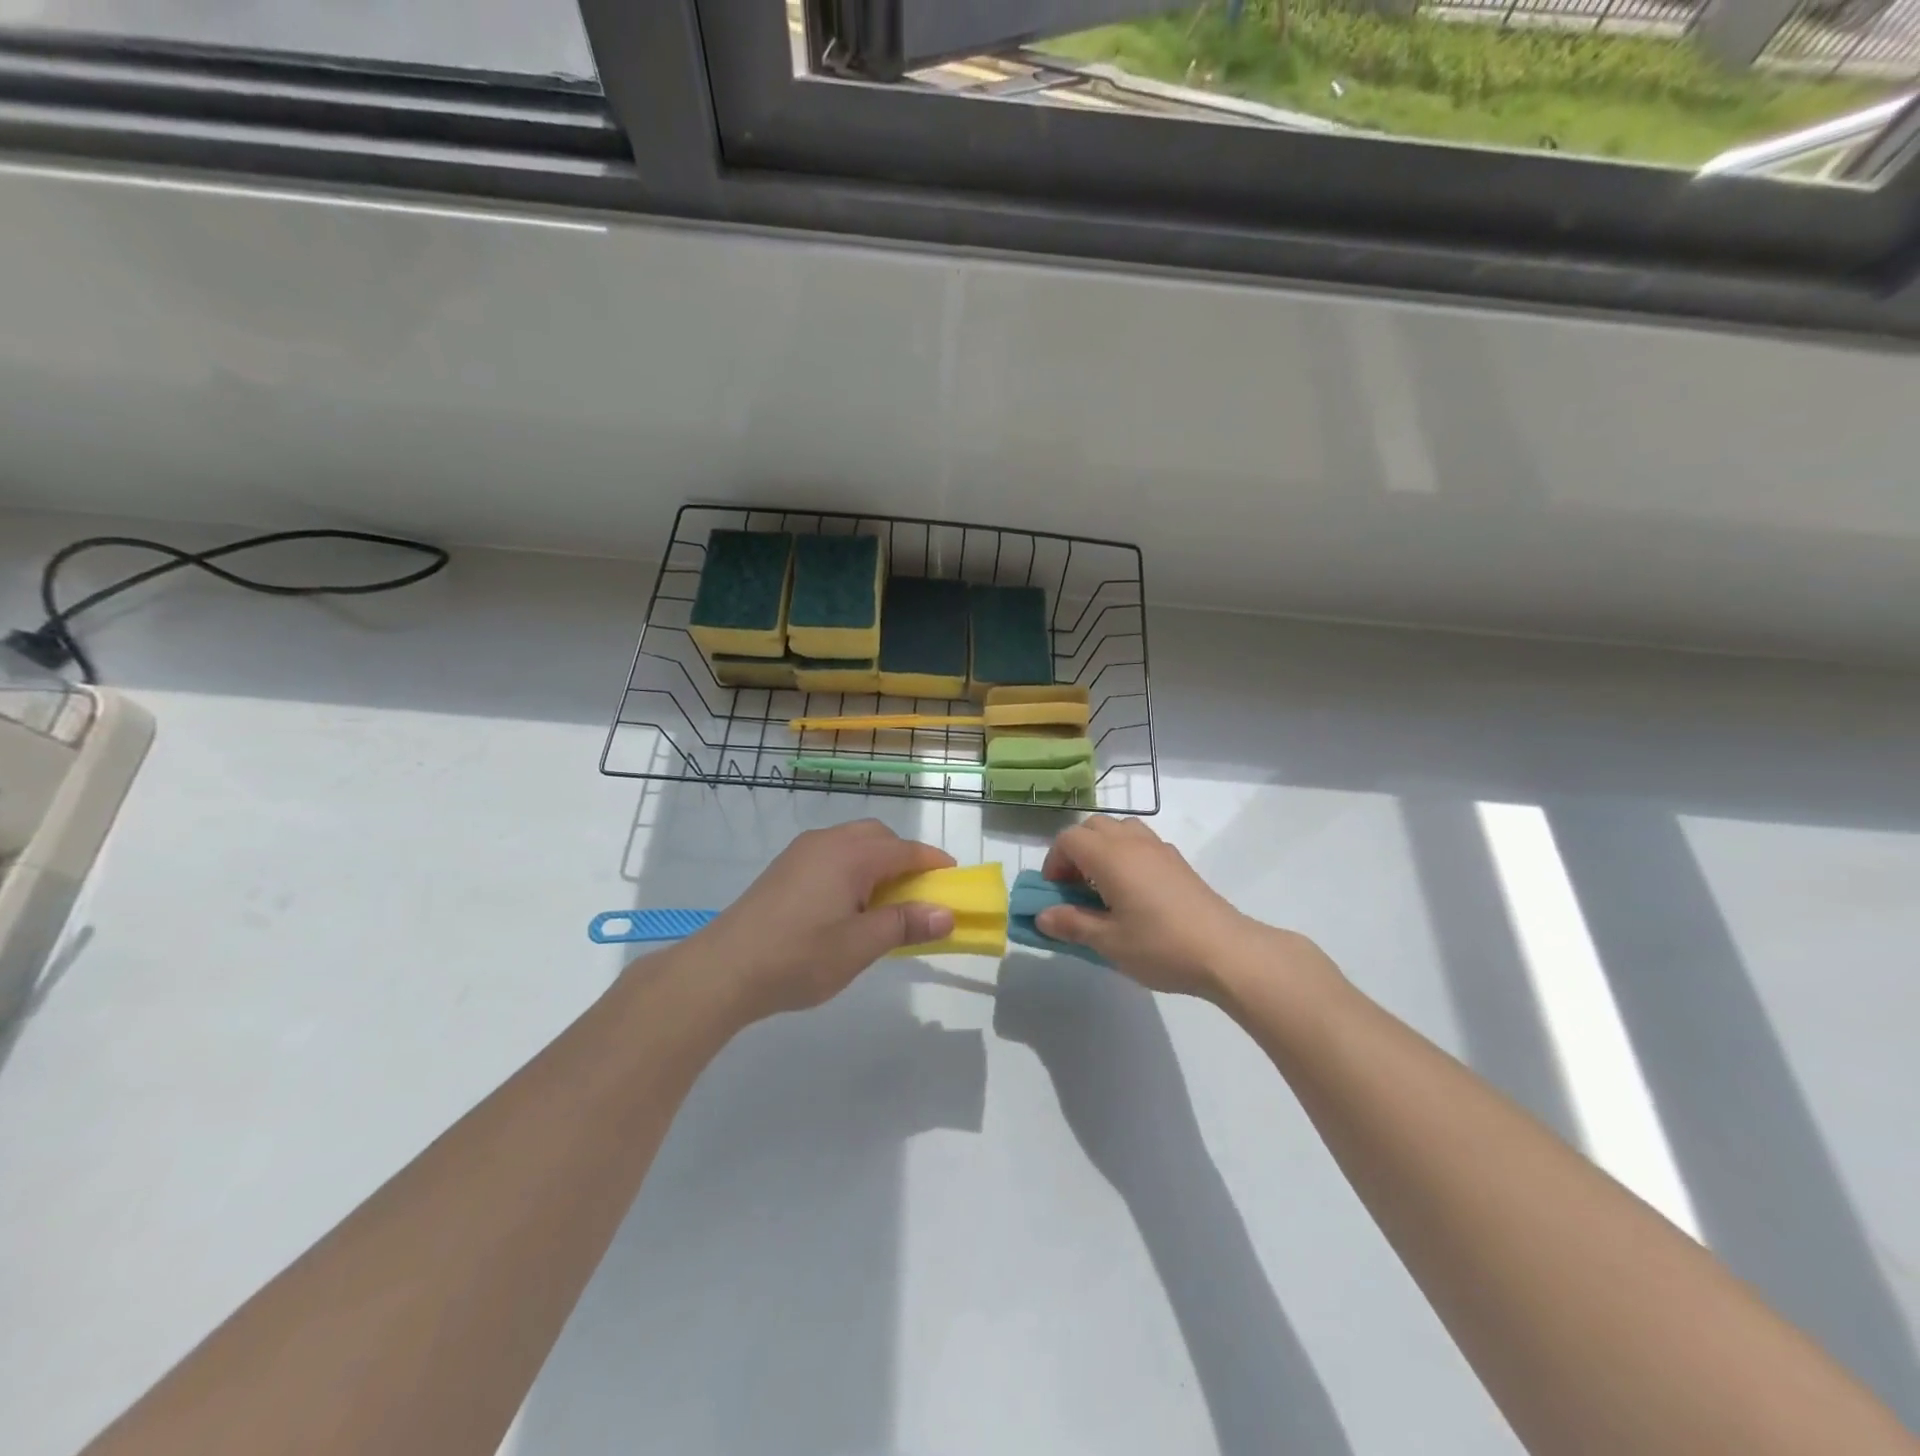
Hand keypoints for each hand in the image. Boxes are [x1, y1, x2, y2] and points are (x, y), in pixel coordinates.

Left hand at [678, 820, 955, 1020]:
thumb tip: (947, 913)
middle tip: (918, 893)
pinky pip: (831, 855)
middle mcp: (827, 841)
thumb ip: (906, 924)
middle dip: (904, 858)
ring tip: (883, 902)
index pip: (906, 850)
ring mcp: (801, 853)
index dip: (934, 863)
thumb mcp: (861, 946)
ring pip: (852, 843)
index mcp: (851, 854)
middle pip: (878, 837)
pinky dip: (852, 869)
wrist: (724, 969)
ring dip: (876, 862)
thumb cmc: (799, 957)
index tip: (955, 881)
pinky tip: (846, 905)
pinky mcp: (783, 868)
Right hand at [1036, 817, 1311, 1001]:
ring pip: (1119, 830)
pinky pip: (1141, 843)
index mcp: (1110, 856)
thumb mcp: (1108, 942)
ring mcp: (1159, 849)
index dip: (1054, 862)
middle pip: (1093, 827)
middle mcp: (1132, 842)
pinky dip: (1126, 856)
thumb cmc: (1160, 945)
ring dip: (1102, 849)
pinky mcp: (1178, 862)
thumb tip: (1042, 916)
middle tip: (1075, 888)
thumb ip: (1072, 925)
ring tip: (1103, 887)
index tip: (1055, 893)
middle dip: (1075, 851)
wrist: (1226, 952)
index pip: (1069, 839)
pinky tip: (1134, 894)